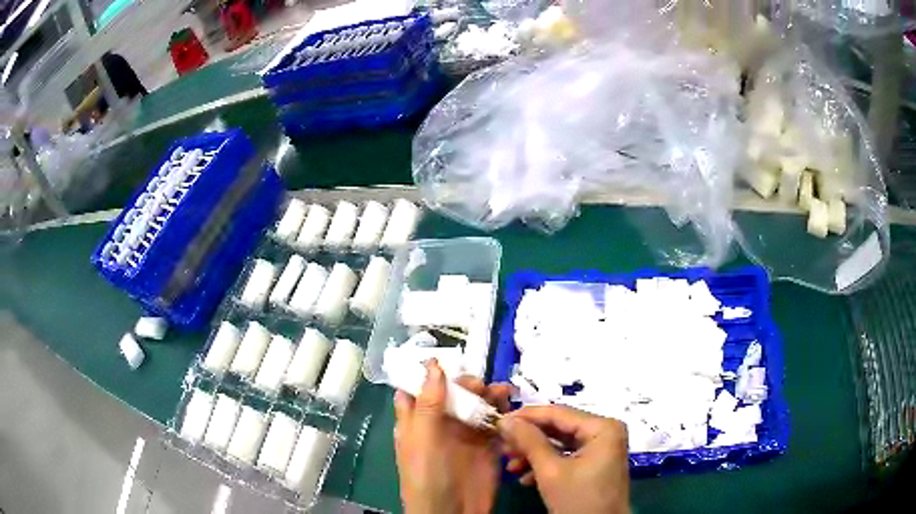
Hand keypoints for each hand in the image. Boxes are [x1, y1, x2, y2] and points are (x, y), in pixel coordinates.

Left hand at [394, 360, 510, 513]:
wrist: (452, 512)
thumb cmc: (426, 475)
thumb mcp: (422, 438)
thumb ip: (429, 403)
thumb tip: (433, 364)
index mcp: (417, 421)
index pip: (420, 389)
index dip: (430, 373)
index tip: (447, 358)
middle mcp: (441, 425)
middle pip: (455, 395)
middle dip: (467, 384)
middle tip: (479, 385)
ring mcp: (466, 435)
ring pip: (478, 406)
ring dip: (489, 396)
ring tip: (502, 392)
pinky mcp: (488, 446)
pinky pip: (497, 423)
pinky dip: (504, 413)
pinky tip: (511, 407)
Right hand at [499, 405, 629, 513]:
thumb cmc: (579, 500)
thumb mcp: (550, 471)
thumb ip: (528, 442)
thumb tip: (505, 419)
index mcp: (602, 427)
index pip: (559, 413)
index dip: (526, 416)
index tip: (498, 420)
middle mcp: (605, 431)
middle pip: (559, 427)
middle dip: (528, 439)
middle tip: (501, 445)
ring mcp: (602, 448)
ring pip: (560, 443)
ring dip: (533, 454)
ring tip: (510, 465)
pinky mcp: (595, 463)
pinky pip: (567, 456)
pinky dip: (546, 464)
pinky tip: (525, 477)